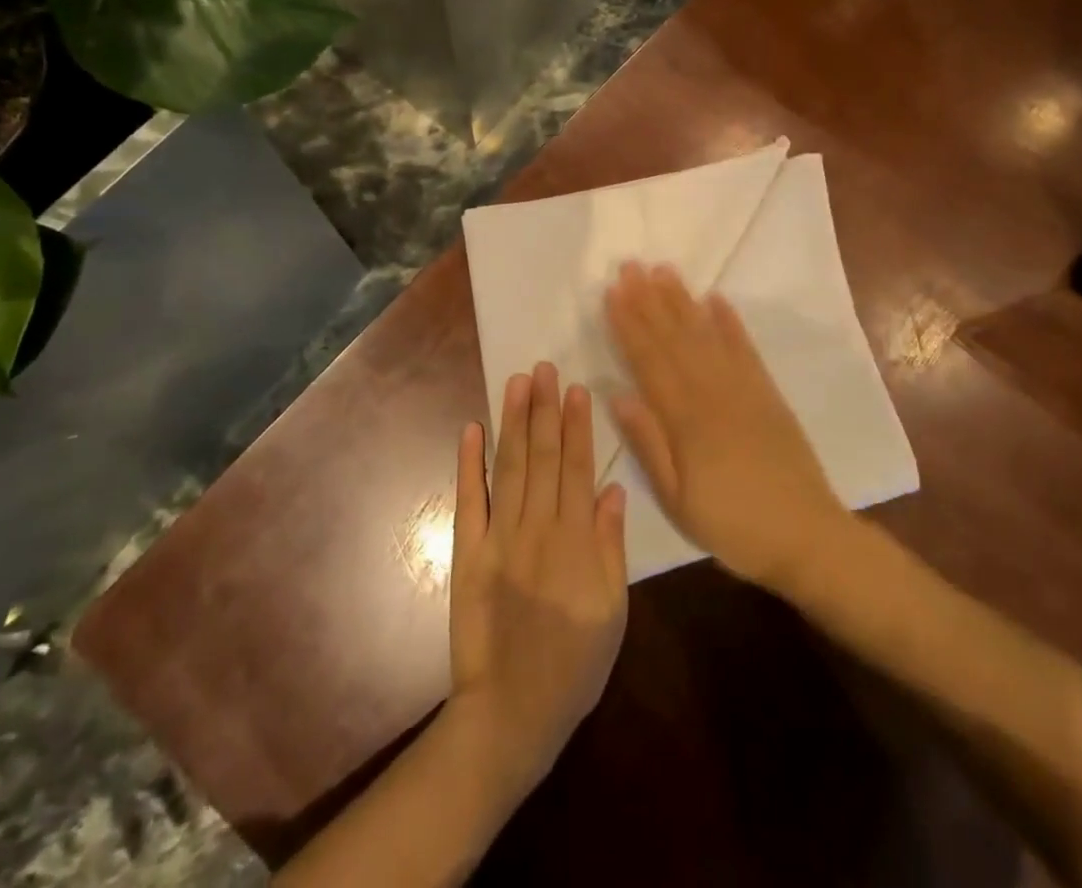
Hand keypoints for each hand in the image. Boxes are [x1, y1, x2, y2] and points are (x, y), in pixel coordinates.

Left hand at [448, 363, 628, 796]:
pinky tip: (471, 429)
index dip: (578, 426)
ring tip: (517, 382)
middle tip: (544, 368)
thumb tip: (612, 489)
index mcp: (576, 541)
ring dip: (513, 422)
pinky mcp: (468, 554)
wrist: (512, 714)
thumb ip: (611, 547)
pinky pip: (469, 501)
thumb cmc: (575, 664)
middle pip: (544, 457)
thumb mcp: (613, 612)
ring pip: (510, 468)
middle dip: (544, 409)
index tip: (575, 388)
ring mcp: (499, 539)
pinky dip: (468, 464)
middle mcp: (537, 529)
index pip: (579, 469)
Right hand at [605, 262, 849, 590]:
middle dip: (649, 300)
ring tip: (664, 271)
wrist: (808, 536)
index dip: (629, 325)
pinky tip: (716, 300)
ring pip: (706, 335)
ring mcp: (744, 389)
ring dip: (683, 301)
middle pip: (675, 338)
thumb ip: (649, 444)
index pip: (649, 361)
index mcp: (687, 419)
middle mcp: (714, 392)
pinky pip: (745, 349)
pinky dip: (730, 322)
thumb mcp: (678, 500)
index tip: (612, 292)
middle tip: (631, 266)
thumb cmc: (733, 526)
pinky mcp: (768, 393)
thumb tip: (617, 394)